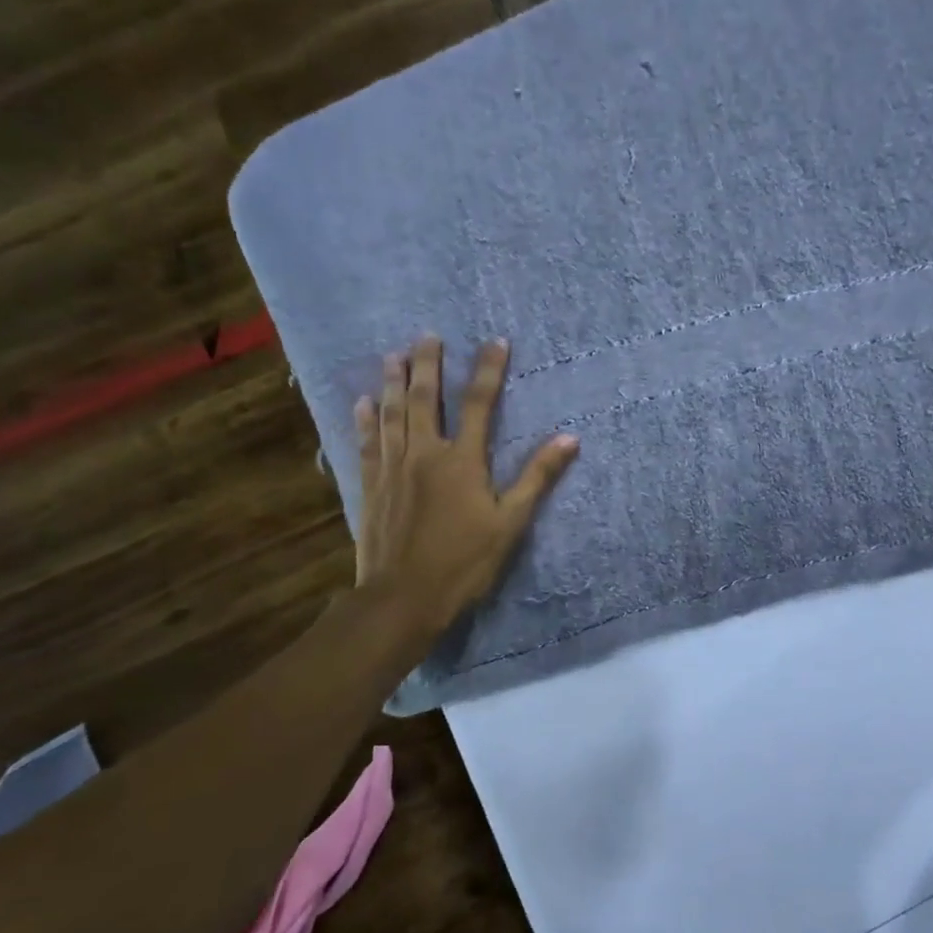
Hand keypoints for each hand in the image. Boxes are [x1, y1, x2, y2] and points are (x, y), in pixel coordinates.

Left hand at [352, 336, 577, 638]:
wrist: (403, 597)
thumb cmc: (464, 562)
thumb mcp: (511, 523)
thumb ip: (537, 478)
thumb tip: (569, 439)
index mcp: (462, 460)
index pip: (480, 404)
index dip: (489, 370)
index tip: (496, 341)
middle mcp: (424, 453)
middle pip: (426, 399)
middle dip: (428, 364)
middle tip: (427, 335)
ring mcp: (393, 468)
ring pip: (392, 414)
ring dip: (394, 382)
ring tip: (393, 355)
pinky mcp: (372, 486)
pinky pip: (367, 443)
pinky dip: (365, 420)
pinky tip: (362, 403)